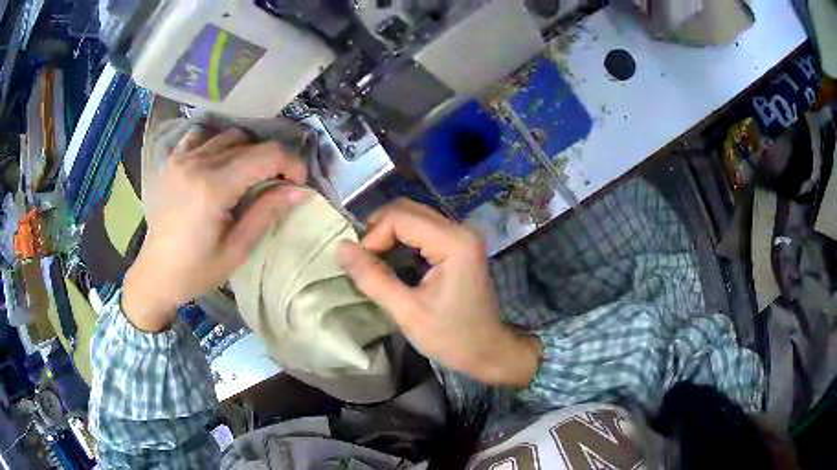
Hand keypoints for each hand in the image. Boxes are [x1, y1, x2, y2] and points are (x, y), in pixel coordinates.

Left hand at [123, 127, 308, 331]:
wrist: (156, 273)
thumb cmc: (196, 270)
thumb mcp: (236, 250)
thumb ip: (266, 213)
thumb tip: (300, 190)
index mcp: (214, 188)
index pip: (266, 155)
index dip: (291, 163)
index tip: (298, 182)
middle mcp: (197, 163)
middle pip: (250, 143)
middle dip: (272, 159)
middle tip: (277, 183)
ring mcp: (181, 158)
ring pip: (228, 135)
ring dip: (247, 150)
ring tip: (247, 174)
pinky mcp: (172, 161)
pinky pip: (201, 136)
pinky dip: (217, 142)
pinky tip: (218, 162)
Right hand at [337, 199, 541, 387]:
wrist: (487, 351)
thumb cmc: (451, 337)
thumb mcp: (407, 312)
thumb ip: (372, 278)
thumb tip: (341, 248)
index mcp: (453, 242)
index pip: (400, 217)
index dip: (373, 236)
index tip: (360, 265)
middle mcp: (460, 230)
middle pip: (406, 210)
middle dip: (378, 231)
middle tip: (362, 260)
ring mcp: (461, 236)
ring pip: (412, 217)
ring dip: (387, 234)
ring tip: (372, 262)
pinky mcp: (458, 245)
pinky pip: (421, 230)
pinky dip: (400, 240)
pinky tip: (390, 262)